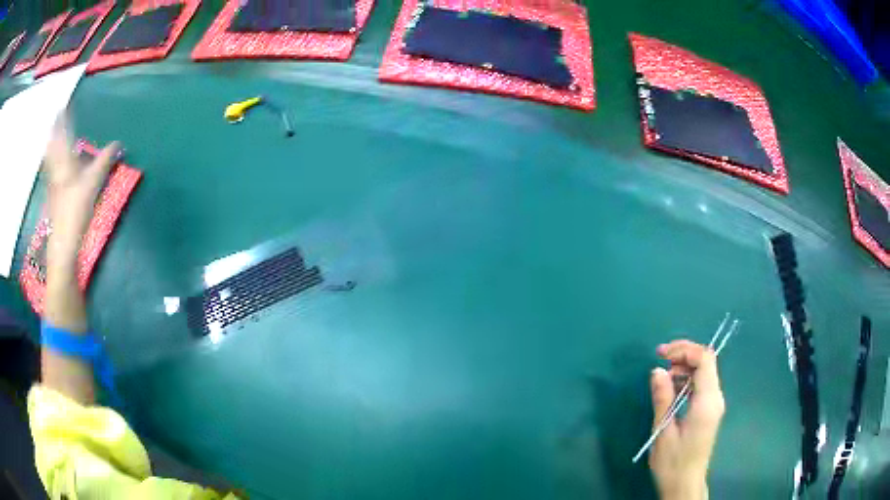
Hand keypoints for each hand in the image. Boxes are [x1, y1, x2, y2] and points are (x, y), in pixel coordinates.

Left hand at [44, 117, 119, 259]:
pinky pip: (50, 173)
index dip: (62, 122)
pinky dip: (50, 164)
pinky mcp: (52, 197)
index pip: (63, 136)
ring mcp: (52, 184)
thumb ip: (105, 161)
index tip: (62, 108)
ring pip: (50, 160)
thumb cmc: (76, 211)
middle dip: (54, 132)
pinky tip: (51, 165)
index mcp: (65, 162)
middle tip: (56, 119)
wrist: (62, 243)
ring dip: (51, 147)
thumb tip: (118, 143)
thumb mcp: (93, 183)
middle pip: (54, 147)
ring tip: (51, 137)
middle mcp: (56, 169)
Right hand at [649, 340, 724, 499]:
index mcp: (707, 402)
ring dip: (684, 368)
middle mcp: (715, 398)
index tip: (661, 353)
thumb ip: (662, 399)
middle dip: (683, 355)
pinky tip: (671, 390)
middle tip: (659, 360)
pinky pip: (701, 385)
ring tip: (662, 379)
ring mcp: (714, 404)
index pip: (704, 360)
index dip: (684, 349)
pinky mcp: (709, 410)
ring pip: (704, 372)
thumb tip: (657, 370)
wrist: (684, 484)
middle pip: (706, 362)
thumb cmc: (673, 462)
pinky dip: (686, 381)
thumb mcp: (663, 431)